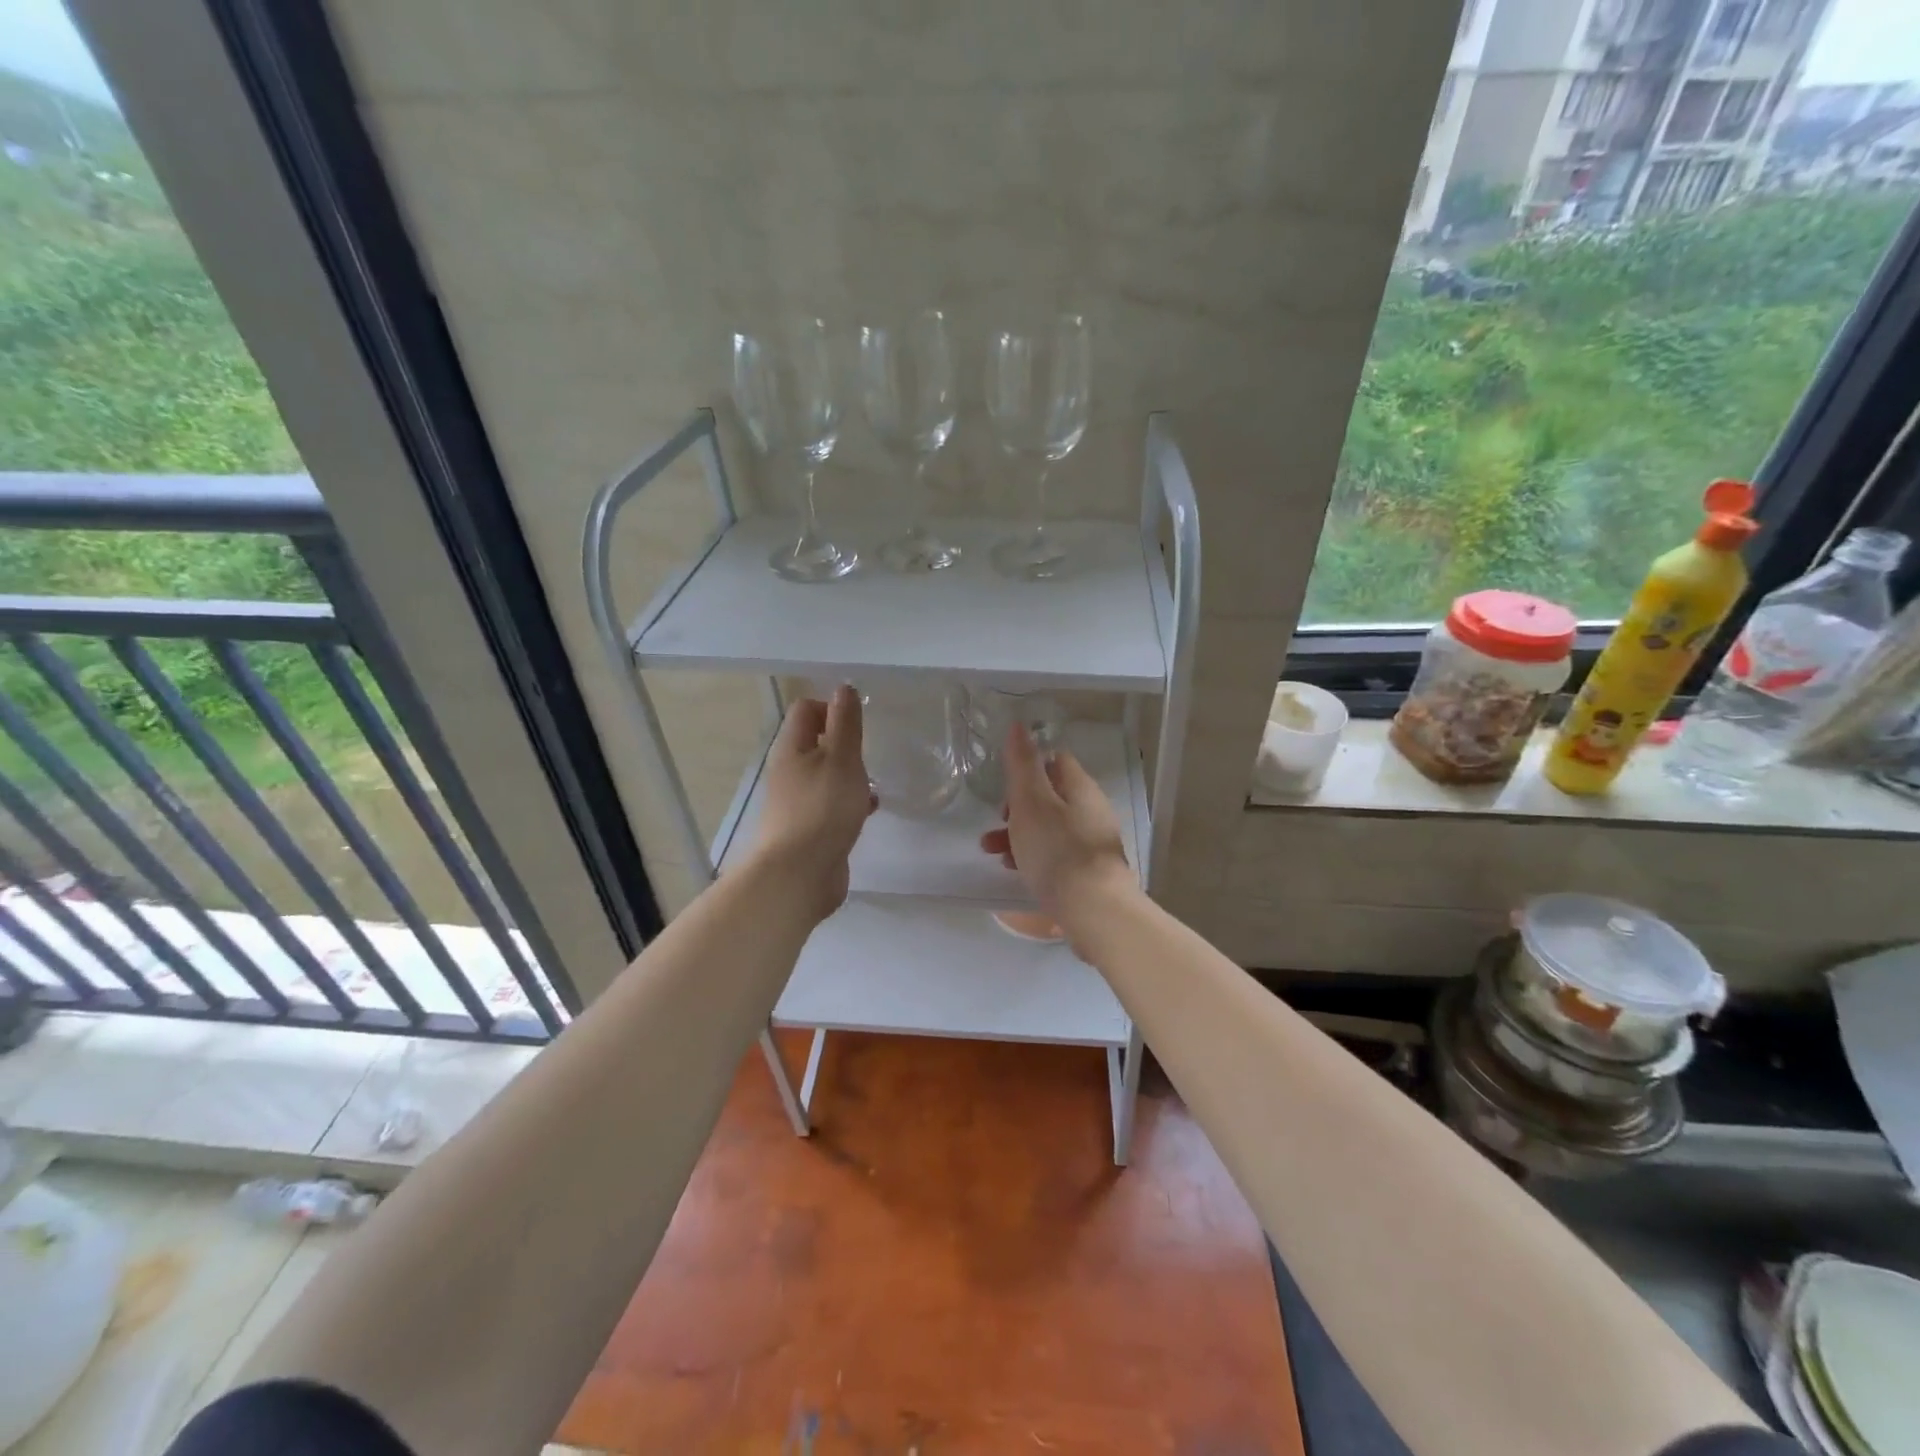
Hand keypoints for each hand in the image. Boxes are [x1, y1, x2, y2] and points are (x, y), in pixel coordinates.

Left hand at [748, 686, 875, 920]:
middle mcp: (790, 771)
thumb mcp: (841, 758)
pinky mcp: (810, 829)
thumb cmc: (822, 809)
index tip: (858, 724)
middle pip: (815, 743)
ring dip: (849, 774)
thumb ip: (845, 723)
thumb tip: (843, 688)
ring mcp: (798, 802)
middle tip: (867, 753)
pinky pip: (831, 804)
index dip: (831, 708)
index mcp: (791, 749)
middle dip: (844, 743)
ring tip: (872, 781)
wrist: (799, 875)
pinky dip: (850, 801)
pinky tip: (869, 809)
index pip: (806, 710)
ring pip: (825, 775)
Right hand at [979, 722, 1132, 936]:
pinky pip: (1056, 853)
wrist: (1093, 909)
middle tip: (996, 824)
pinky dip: (1034, 856)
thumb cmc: (1056, 849)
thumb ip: (1022, 764)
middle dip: (1016, 808)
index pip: (1054, 761)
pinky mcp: (1089, 870)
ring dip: (1019, 834)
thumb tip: (1019, 725)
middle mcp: (1091, 809)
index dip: (1026, 769)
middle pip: (1049, 796)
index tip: (1006, 789)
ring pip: (1049, 827)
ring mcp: (1093, 841)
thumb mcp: (1031, 801)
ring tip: (993, 853)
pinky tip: (1016, 870)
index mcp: (1080, 787)